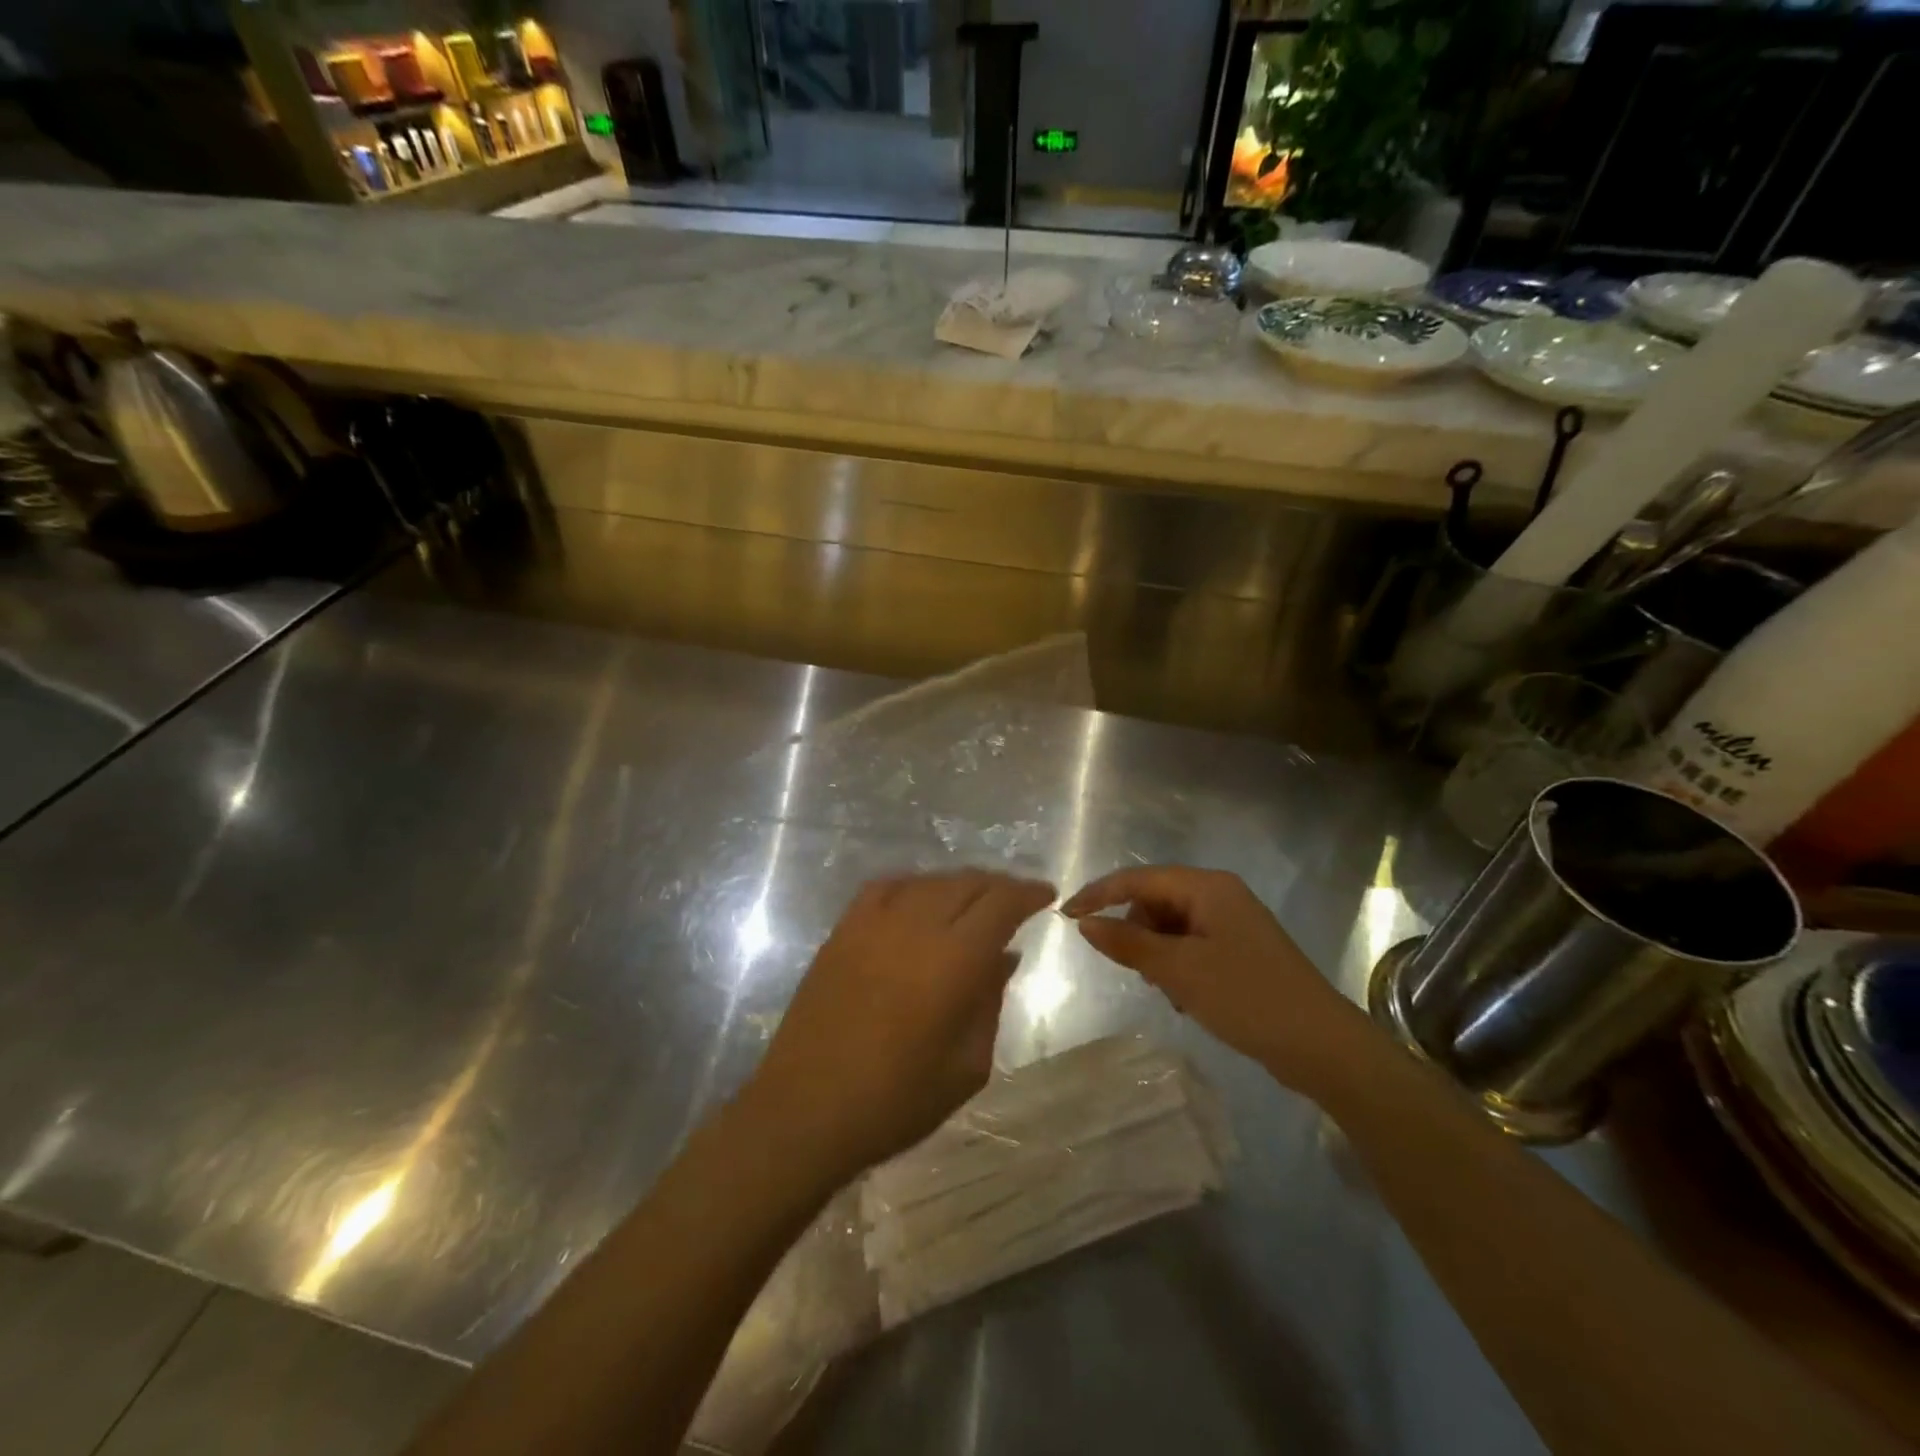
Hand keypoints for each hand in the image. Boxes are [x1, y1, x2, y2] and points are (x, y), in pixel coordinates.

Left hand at [746, 872, 1055, 1186]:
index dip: (1027, 893)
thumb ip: (990, 1002)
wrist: (806, 1110)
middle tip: (1015, 900)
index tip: (1045, 895)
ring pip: (929, 881)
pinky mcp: (843, 930)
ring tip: (972, 902)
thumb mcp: (967, 1066)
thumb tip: (1004, 957)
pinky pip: (885, 888)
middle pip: (967, 883)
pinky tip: (919, 900)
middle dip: (998, 886)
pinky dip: (913, 886)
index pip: (1001, 904)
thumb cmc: (896, 1100)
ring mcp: (873, 923)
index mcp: (954, 960)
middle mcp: (916, 926)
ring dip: (959, 884)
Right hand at [1063, 866, 1383, 1097]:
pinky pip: (1191, 946)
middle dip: (1137, 932)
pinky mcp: (1240, 950)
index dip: (1099, 895)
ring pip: (1172, 927)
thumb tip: (1084, 923)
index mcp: (1207, 887)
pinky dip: (1178, 967)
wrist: (1322, 1046)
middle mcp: (1220, 895)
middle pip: (1155, 901)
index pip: (1138, 879)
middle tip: (1137, 972)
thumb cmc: (1246, 997)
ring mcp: (1233, 923)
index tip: (1065, 917)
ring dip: (1158, 954)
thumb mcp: (1178, 970)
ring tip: (1168, 991)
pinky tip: (1187, 998)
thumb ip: (1127, 942)